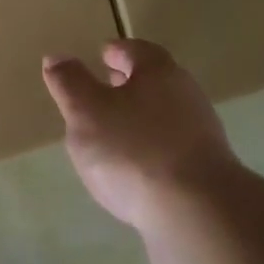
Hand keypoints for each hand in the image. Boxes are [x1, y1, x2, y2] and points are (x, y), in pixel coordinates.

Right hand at [42, 39, 237, 233]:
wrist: (195, 213)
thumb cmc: (132, 150)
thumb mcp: (85, 111)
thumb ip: (70, 83)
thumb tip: (57, 57)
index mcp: (159, 73)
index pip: (137, 50)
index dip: (117, 51)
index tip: (101, 55)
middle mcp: (186, 96)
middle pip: (155, 82)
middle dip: (129, 84)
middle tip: (104, 89)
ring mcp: (201, 136)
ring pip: (164, 116)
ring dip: (139, 118)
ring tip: (111, 133)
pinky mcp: (206, 173)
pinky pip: (171, 149)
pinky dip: (150, 149)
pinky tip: (132, 168)